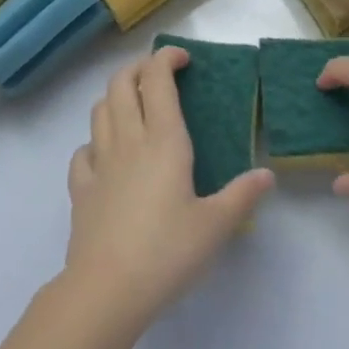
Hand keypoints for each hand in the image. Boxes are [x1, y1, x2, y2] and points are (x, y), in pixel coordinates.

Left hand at [61, 45, 273, 331]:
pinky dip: (94, 141)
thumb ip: (242, 196)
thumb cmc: (167, 252)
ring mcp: (99, 162)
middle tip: (157, 75)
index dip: (166, 58)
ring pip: (99, 109)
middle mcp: (128, 139)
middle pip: (121, 82)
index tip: (182, 59)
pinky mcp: (81, 188)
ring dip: (115, 96)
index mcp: (162, 139)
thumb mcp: (215, 226)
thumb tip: (267, 174)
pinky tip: (105, 155)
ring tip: (133, 106)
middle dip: (138, 68)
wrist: (107, 290)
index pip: (157, 79)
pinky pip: (82, 151)